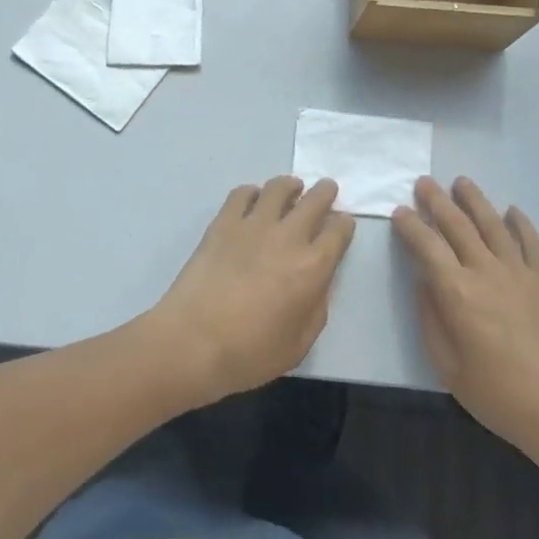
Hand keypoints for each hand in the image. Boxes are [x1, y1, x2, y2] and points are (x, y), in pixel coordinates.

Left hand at [149, 176, 355, 405]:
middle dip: (325, 192)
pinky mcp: (224, 222)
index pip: (338, 231)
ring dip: (290, 185)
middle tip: (326, 190)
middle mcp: (288, 237)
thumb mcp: (300, 344)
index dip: (344, 224)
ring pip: (278, 188)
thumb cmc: (250, 353)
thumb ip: (317, 307)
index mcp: (312, 267)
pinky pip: (242, 193)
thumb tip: (319, 281)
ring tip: (292, 189)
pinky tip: (253, 200)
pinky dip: (252, 192)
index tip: (342, 223)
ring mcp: (253, 224)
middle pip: (315, 200)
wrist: (194, 341)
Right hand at [392, 176, 538, 463]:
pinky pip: (531, 241)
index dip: (410, 225)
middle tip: (423, 182)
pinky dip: (520, 222)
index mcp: (457, 292)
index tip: (399, 211)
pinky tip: (511, 211)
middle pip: (457, 225)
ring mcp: (520, 271)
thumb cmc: (500, 396)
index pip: (427, 246)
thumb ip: (431, 319)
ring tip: (461, 182)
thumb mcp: (448, 367)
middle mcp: (486, 271)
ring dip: (474, 200)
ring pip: (492, 224)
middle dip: (437, 201)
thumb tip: (425, 283)